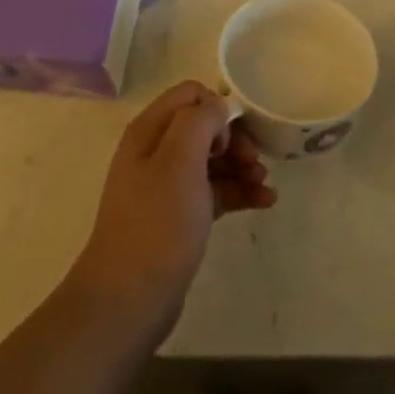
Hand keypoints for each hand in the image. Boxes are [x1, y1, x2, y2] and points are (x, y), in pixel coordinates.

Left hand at [69, 81, 275, 341]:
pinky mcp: (181, 216)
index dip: (217, 108)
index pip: (190, 94)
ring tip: (264, 187)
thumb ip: (200, 121)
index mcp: (149, 132)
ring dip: (242, 166)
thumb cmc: (157, 223)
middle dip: (235, 140)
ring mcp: (168, 186)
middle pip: (205, 127)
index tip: (231, 138)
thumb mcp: (179, 160)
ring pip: (213, 160)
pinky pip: (215, 191)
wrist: (130, 299)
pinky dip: (239, 192)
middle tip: (255, 163)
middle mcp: (156, 152)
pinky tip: (265, 202)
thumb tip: (218, 108)